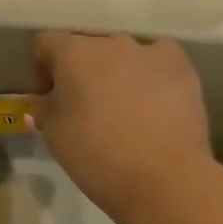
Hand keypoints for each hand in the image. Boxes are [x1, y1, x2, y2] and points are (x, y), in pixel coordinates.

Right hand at [30, 32, 214, 223]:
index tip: (49, 97)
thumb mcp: (53, 134)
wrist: (166, 181)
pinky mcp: (180, 65)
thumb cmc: (98, 156)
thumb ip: (43, 107)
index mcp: (72, 52)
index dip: (42, 69)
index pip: (45, 43)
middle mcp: (109, 41)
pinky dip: (151, 71)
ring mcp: (147, 50)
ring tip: (124, 106)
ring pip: (121, 53)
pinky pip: (158, 57)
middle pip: (85, 46)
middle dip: (80, 70)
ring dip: (115, 71)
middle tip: (85, 104)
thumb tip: (47, 99)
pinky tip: (154, 97)